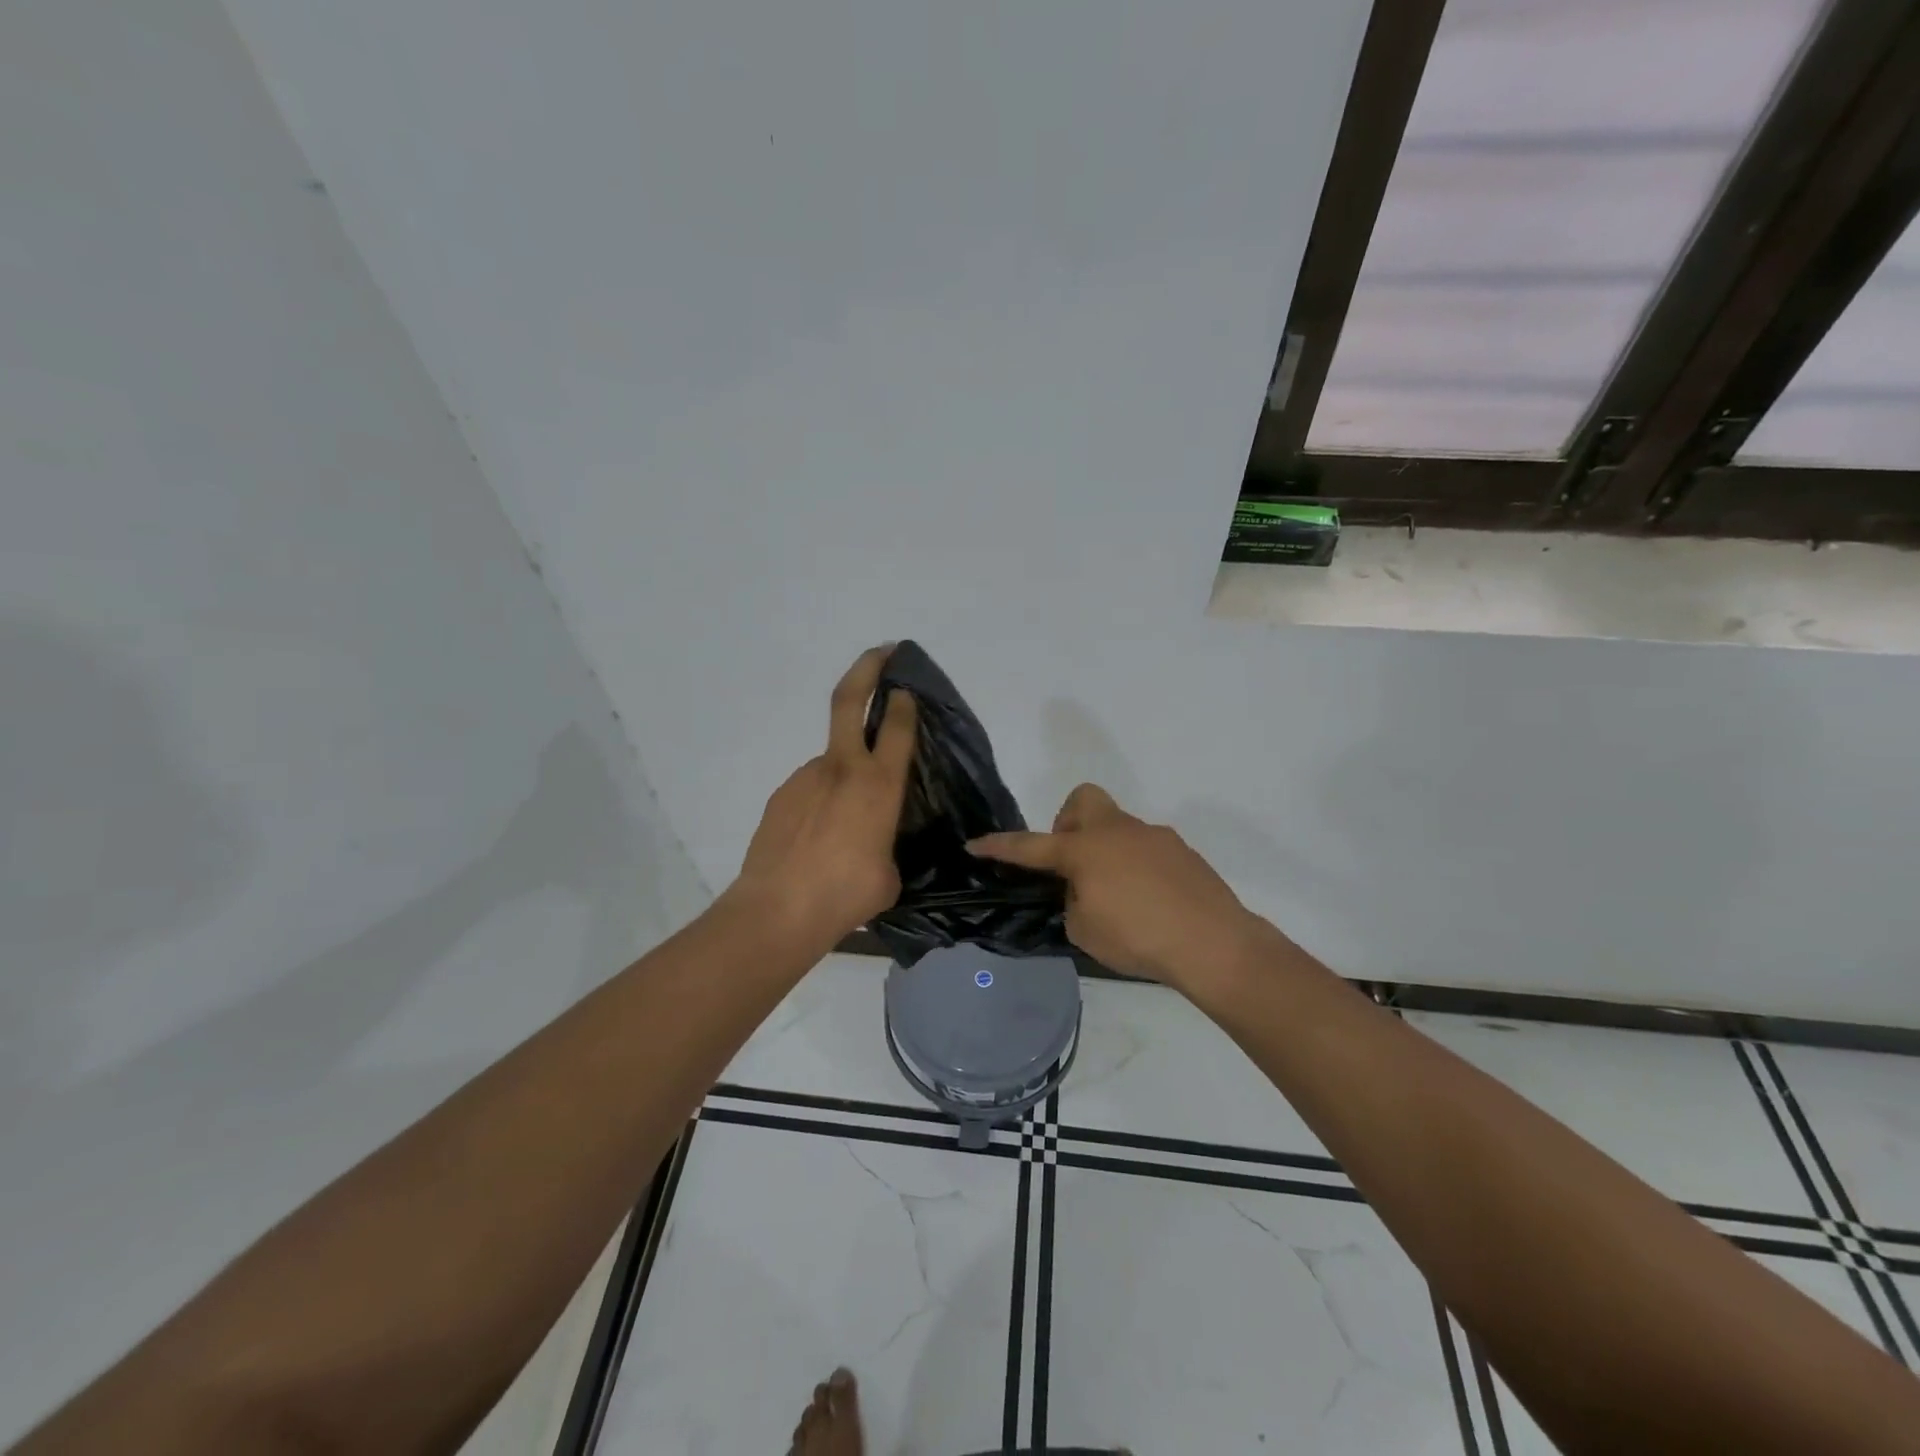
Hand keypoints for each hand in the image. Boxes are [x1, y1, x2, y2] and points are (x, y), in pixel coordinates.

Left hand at [731, 646, 917, 945]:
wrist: (777, 910)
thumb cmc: (845, 894)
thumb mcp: (888, 874)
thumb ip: (886, 846)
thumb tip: (874, 846)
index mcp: (878, 785)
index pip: (898, 727)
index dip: (905, 701)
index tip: (907, 686)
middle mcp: (842, 769)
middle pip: (849, 700)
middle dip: (868, 668)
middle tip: (882, 651)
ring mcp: (805, 778)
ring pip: (831, 761)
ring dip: (843, 776)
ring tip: (846, 823)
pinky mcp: (781, 796)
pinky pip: (810, 790)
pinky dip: (821, 802)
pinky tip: (819, 837)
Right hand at [969, 784, 1262, 988]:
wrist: (1213, 943)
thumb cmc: (1138, 938)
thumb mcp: (1084, 930)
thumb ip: (1072, 901)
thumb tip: (1083, 889)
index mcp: (1085, 850)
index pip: (1030, 846)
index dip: (999, 846)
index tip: (974, 844)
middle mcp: (1117, 831)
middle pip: (1082, 800)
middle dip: (1068, 824)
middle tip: (1071, 863)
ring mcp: (1153, 836)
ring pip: (1116, 826)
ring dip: (1105, 850)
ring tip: (1115, 895)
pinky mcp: (1181, 850)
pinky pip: (1145, 847)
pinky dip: (1135, 865)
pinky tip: (1148, 901)